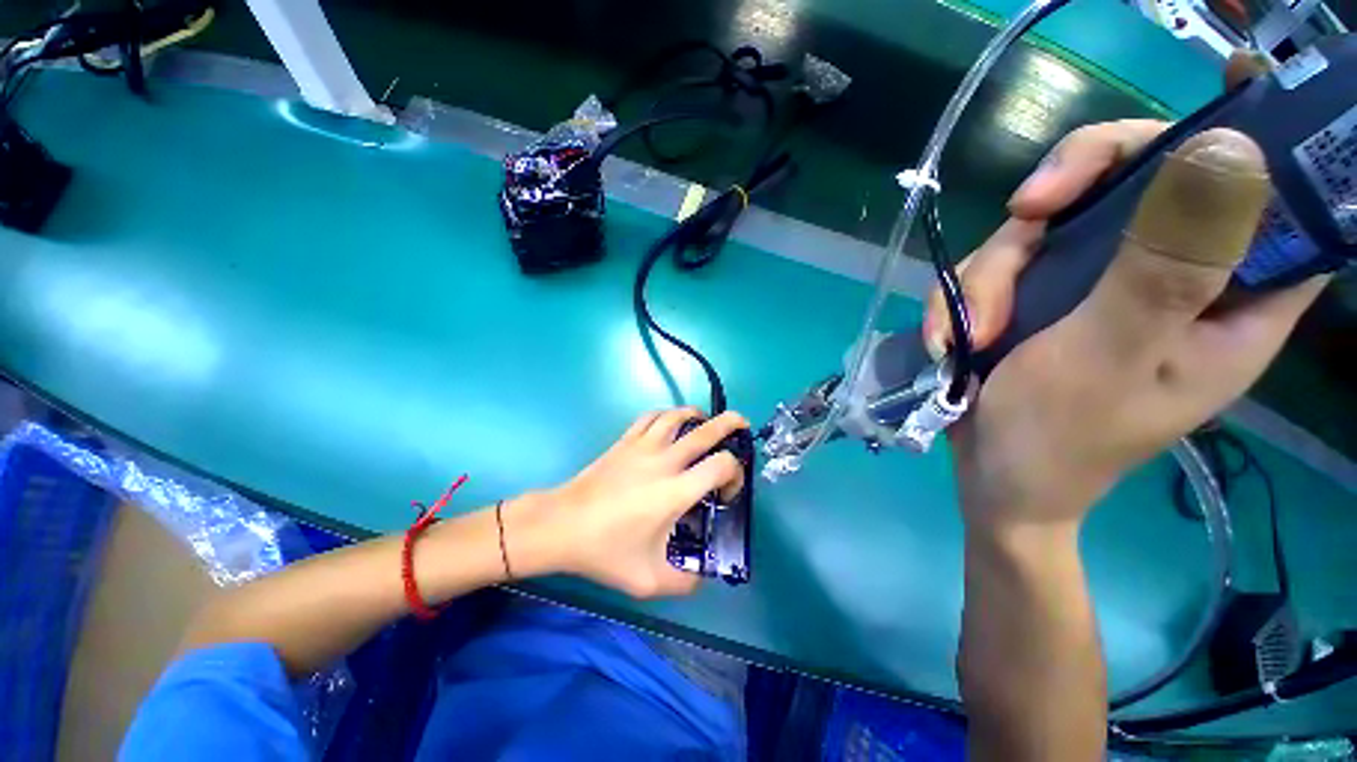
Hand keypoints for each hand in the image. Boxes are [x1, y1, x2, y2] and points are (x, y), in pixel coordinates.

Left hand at [509, 408, 747, 597]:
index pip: (721, 465)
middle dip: (731, 424)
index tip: (727, 492)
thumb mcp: (648, 581)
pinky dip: (667, 414)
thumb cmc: (604, 551)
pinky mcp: (625, 441)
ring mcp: (643, 446)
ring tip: (706, 421)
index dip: (735, 473)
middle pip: (706, 430)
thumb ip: (684, 584)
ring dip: (697, 415)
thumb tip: (703, 580)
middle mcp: (664, 461)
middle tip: (742, 424)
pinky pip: (651, 416)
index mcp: (675, 492)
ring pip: (677, 416)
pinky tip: (670, 424)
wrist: (561, 526)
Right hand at [927, 123, 1327, 530]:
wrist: (991, 475)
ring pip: (1046, 227)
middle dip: (1063, 201)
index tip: (1199, 109)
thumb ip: (1167, 267)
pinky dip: (964, 296)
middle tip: (1023, 220)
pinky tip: (950, 335)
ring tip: (964, 333)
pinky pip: (999, 265)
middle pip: (1134, 181)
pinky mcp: (1043, 297)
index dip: (1242, 139)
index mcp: (1229, 298)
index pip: (1267, 191)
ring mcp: (1098, 285)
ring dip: (989, 274)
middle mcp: (1169, 277)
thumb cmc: (1057, 436)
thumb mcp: (1109, 355)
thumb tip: (1224, 152)